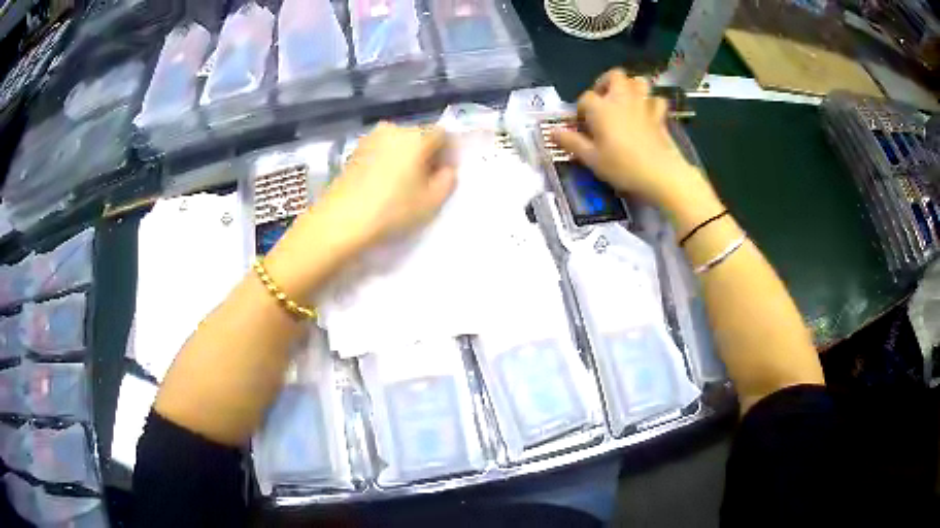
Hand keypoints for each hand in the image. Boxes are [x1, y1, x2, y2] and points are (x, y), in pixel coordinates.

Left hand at [317, 122, 456, 248]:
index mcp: (417, 136)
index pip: (443, 134)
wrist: (341, 220)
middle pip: (419, 137)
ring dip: (404, 158)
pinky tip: (382, 185)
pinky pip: (380, 151)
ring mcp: (370, 138)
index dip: (448, 153)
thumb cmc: (392, 209)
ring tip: (401, 185)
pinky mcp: (354, 151)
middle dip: (426, 155)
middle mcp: (394, 129)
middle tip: (424, 182)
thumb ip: (448, 180)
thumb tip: (446, 169)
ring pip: (398, 144)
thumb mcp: (431, 201)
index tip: (444, 174)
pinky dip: (386, 162)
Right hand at [552, 69, 697, 205]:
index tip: (582, 125)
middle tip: (603, 101)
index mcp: (601, 108)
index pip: (585, 98)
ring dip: (631, 87)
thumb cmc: (622, 166)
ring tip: (625, 101)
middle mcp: (621, 99)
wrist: (660, 174)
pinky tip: (648, 113)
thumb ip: (571, 142)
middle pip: (614, 76)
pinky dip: (651, 103)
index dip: (581, 109)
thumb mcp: (591, 159)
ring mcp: (643, 105)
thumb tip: (552, 132)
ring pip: (638, 81)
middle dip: (606, 83)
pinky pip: (656, 99)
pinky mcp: (660, 115)